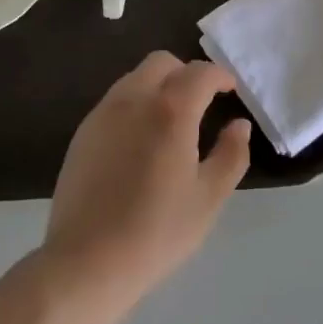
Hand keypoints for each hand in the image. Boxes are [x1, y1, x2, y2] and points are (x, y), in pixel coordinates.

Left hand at [44, 53, 250, 311]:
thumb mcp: (208, 198)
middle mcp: (134, 99)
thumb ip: (231, 155)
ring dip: (158, 86)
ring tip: (171, 123)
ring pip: (135, 78)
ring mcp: (103, 113)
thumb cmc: (157, 231)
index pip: (200, 73)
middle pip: (162, 63)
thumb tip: (239, 125)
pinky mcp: (83, 131)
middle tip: (201, 103)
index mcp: (170, 110)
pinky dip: (135, 105)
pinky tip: (140, 142)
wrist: (87, 260)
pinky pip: (115, 101)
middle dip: (186, 74)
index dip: (219, 76)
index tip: (230, 91)